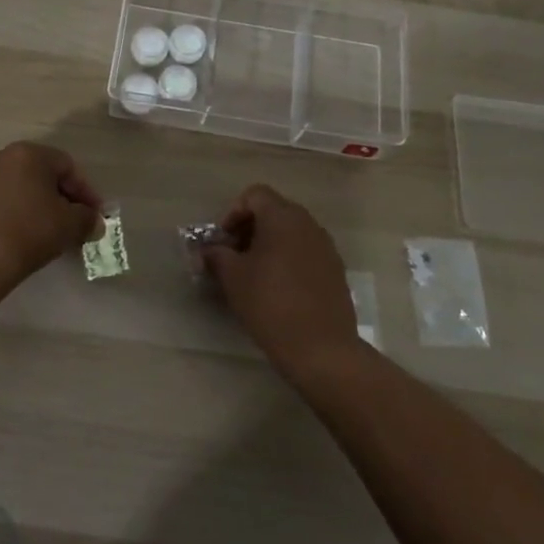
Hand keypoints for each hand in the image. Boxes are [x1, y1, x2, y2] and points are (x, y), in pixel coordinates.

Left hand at [0, 141, 104, 290]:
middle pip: (38, 173)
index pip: (67, 167)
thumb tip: (93, 222)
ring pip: (13, 186)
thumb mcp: (69, 225)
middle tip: (69, 221)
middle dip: (57, 196)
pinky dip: (6, 213)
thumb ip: (87, 218)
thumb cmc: (28, 234)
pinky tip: (11, 235)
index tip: (93, 215)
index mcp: (28, 154)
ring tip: (40, 230)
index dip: (85, 191)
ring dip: (30, 203)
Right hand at [205, 184, 362, 375]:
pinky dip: (288, 260)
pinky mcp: (336, 270)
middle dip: (249, 229)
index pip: (254, 195)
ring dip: (269, 245)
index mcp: (282, 216)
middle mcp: (308, 223)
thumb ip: (216, 256)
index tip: (222, 241)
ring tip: (253, 275)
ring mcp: (326, 246)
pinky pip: (306, 252)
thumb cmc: (270, 303)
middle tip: (233, 257)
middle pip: (273, 211)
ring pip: (291, 233)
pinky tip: (278, 289)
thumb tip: (207, 250)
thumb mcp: (233, 278)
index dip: (233, 213)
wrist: (322, 348)